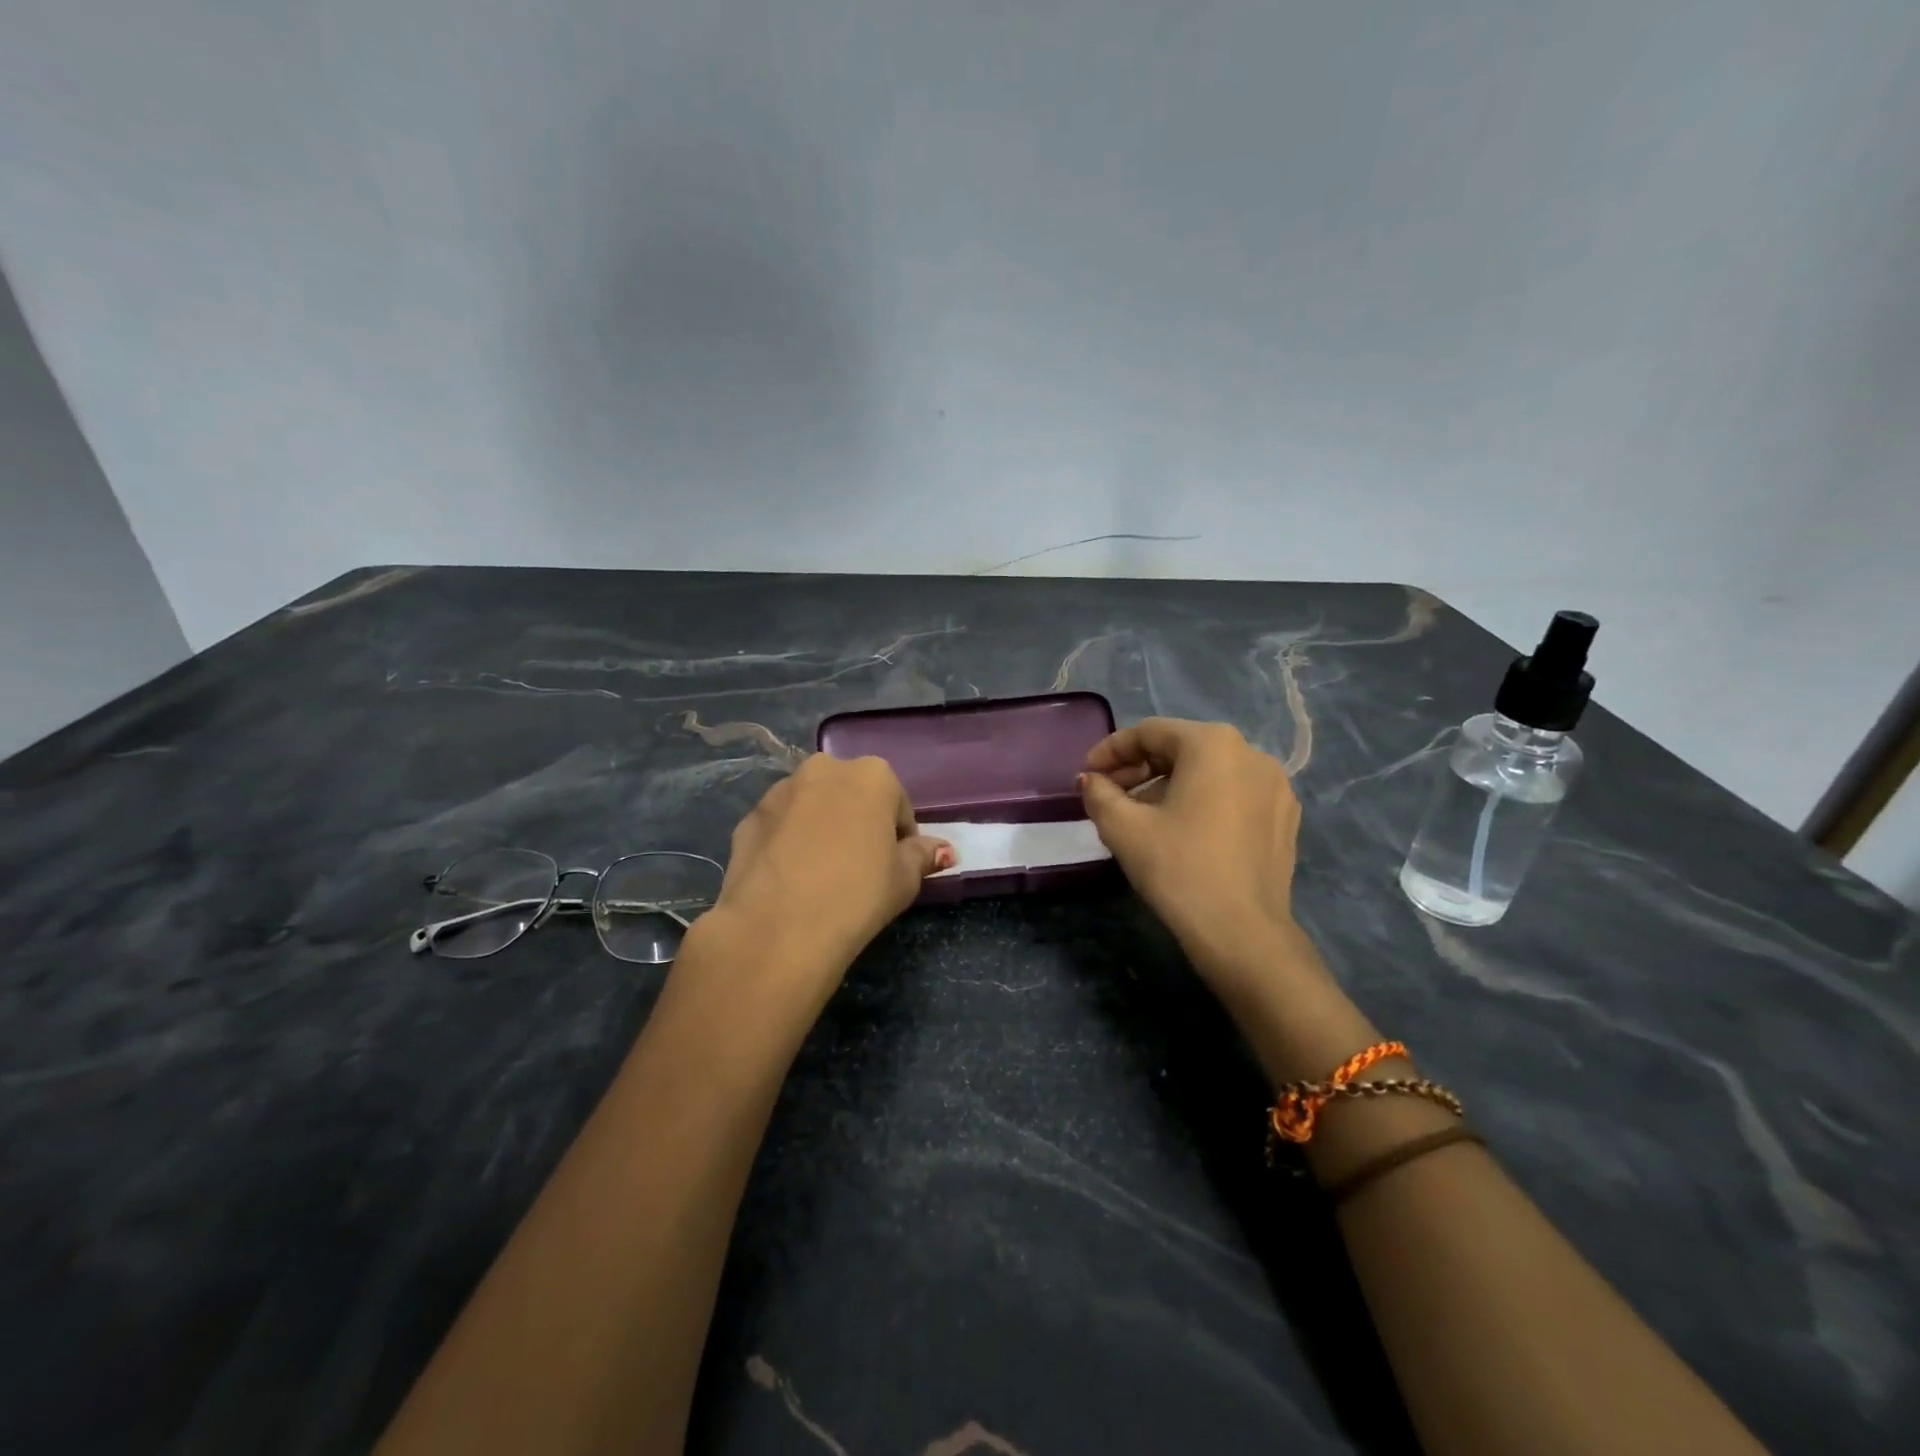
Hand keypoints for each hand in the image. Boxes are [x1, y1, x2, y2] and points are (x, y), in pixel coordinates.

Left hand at [707, 754, 953, 983]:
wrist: (777, 927)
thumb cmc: (857, 895)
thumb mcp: (904, 879)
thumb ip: (923, 855)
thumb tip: (944, 850)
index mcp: (872, 775)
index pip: (897, 805)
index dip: (900, 838)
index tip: (894, 868)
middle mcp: (824, 769)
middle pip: (852, 796)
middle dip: (858, 823)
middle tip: (859, 869)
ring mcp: (780, 791)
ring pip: (812, 806)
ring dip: (821, 828)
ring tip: (821, 876)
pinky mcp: (748, 818)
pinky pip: (780, 826)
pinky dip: (788, 843)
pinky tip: (790, 880)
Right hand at [1079, 719, 1301, 970]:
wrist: (1242, 932)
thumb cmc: (1178, 868)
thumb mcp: (1123, 828)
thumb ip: (1099, 793)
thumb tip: (1090, 780)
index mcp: (1213, 744)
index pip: (1149, 732)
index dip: (1110, 750)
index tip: (1086, 775)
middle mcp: (1251, 753)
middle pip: (1181, 748)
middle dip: (1139, 768)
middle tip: (1109, 796)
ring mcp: (1276, 786)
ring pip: (1208, 772)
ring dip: (1168, 785)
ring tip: (1141, 816)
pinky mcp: (1285, 817)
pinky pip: (1233, 794)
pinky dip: (1201, 801)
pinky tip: (1182, 831)